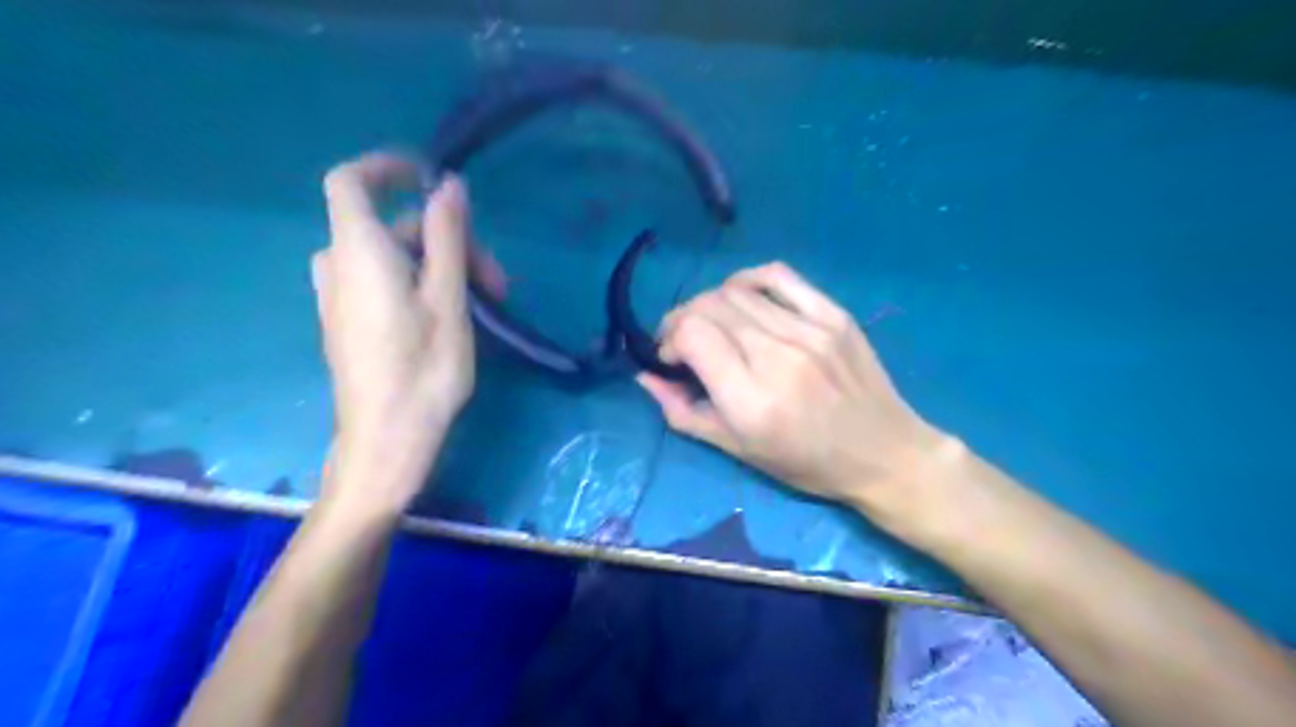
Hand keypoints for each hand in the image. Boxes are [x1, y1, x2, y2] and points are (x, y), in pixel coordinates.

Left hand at [309, 152, 497, 509]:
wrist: (387, 439)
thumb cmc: (424, 368)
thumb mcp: (447, 298)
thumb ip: (446, 236)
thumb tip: (449, 185)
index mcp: (358, 252)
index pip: (350, 181)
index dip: (387, 167)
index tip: (431, 177)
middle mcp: (340, 267)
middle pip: (391, 228)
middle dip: (447, 241)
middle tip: (498, 281)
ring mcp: (342, 298)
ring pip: (394, 259)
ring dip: (441, 267)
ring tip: (487, 303)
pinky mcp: (351, 323)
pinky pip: (384, 283)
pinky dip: (421, 284)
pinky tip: (456, 317)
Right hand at [639, 265, 948, 535]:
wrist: (884, 453)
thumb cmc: (806, 463)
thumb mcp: (737, 450)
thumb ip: (683, 412)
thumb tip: (645, 376)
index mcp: (751, 399)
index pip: (692, 335)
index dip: (669, 340)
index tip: (671, 358)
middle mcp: (777, 356)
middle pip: (709, 306)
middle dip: (683, 319)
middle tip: (684, 342)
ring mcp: (810, 330)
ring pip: (736, 290)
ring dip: (710, 304)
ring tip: (713, 324)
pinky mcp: (833, 314)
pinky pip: (778, 276)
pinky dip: (747, 280)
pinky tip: (742, 298)